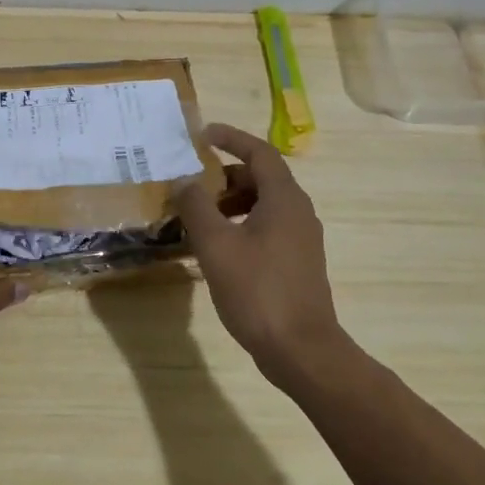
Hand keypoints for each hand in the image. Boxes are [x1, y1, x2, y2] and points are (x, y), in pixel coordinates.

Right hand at [173, 123, 347, 386]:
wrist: (301, 351)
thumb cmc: (257, 291)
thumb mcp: (216, 245)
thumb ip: (196, 206)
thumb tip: (183, 180)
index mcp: (284, 199)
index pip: (259, 152)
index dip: (231, 138)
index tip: (203, 134)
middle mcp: (298, 212)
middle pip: (261, 177)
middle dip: (225, 176)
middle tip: (193, 184)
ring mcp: (300, 239)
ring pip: (263, 204)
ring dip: (231, 202)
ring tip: (198, 217)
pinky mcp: (297, 262)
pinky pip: (267, 227)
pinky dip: (240, 224)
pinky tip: (217, 248)